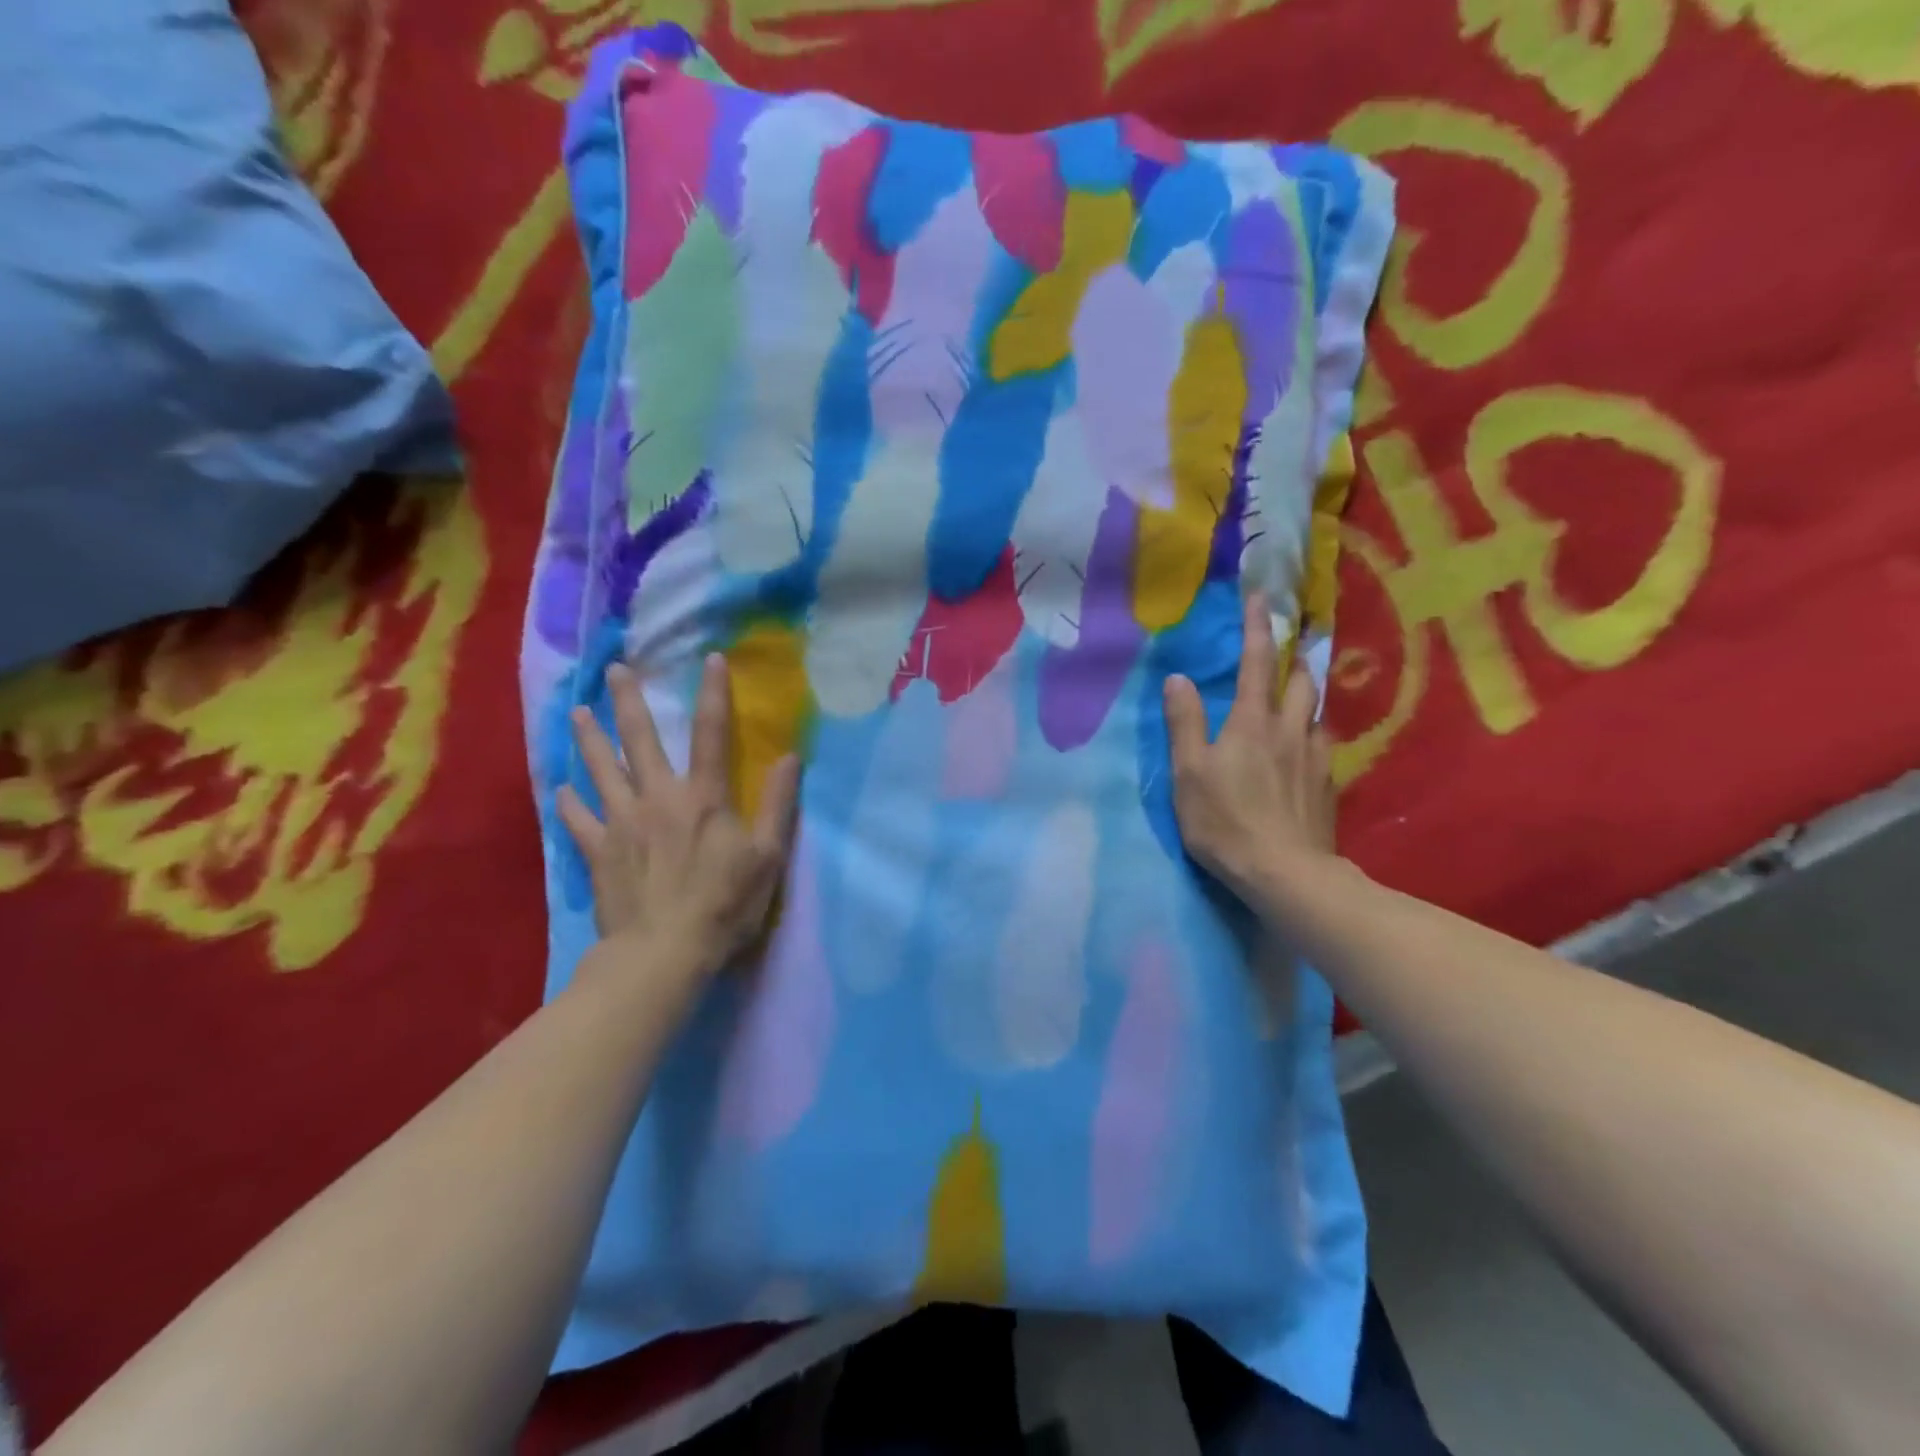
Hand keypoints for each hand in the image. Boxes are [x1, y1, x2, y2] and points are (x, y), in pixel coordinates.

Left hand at [557, 656, 799, 978]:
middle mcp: (657, 798)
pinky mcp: (598, 852)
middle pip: (639, 740)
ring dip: (588, 739)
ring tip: (576, 713)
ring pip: (600, 770)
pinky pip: (578, 819)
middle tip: (613, 669)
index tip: (711, 659)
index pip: (711, 734)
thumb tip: (789, 758)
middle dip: (628, 701)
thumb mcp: (768, 857)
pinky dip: (568, 802)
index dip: (713, 694)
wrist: (663, 953)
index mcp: (703, 797)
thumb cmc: (724, 904)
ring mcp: (622, 823)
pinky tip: (560, 788)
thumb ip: (779, 806)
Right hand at [1162, 593, 1337, 905]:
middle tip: (1287, 652)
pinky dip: (1312, 735)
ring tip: (1296, 698)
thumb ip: (1184, 723)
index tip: (1261, 597)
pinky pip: (1323, 746)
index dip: (1257, 627)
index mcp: (1252, 722)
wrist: (1285, 873)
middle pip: (1302, 681)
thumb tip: (1178, 678)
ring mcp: (1315, 758)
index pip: (1256, 663)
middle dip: (1294, 660)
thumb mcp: (1189, 772)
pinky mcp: (1328, 786)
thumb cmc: (1225, 820)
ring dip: (1307, 696)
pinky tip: (1304, 751)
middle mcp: (1290, 730)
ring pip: (1317, 713)